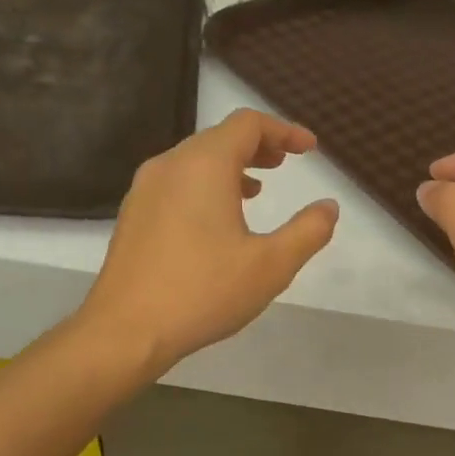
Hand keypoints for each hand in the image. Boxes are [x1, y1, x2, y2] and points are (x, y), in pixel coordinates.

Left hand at [78, 109, 338, 376]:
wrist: (125, 330)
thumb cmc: (203, 292)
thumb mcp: (270, 265)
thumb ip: (307, 231)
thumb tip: (329, 207)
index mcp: (204, 165)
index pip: (247, 124)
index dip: (283, 130)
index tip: (309, 149)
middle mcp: (170, 165)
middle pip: (219, 137)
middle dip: (258, 146)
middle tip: (285, 163)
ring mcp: (145, 189)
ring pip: (195, 160)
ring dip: (231, 166)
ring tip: (257, 190)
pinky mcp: (134, 214)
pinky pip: (176, 182)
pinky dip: (205, 185)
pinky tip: (217, 220)